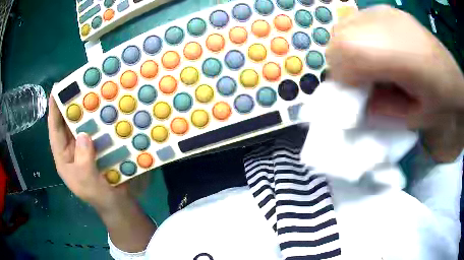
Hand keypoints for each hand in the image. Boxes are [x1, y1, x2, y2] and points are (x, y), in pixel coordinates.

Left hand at [48, 96, 130, 209]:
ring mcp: (86, 146)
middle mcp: (72, 148)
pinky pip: (97, 129)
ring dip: (88, 110)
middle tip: (79, 84)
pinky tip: (108, 109)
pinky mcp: (98, 145)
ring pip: (83, 124)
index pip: (55, 131)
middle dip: (72, 104)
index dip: (54, 110)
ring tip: (94, 92)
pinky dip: (101, 120)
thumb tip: (83, 134)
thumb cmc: (98, 195)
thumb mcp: (87, 182)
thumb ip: (83, 162)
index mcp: (64, 157)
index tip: (56, 89)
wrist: (117, 202)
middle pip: (68, 123)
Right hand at [326, 5, 463, 161]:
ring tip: (371, 62)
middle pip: (338, 37)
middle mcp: (384, 23)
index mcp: (394, 53)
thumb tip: (357, 100)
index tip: (357, 94)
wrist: (456, 82)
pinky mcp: (387, 10)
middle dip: (342, 62)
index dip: (343, 79)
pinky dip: (359, 35)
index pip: (342, 56)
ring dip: (349, 47)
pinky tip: (378, 47)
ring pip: (345, 26)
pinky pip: (359, 20)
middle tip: (362, 79)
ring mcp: (384, 12)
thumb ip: (379, 110)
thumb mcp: (411, 119)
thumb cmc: (439, 104)